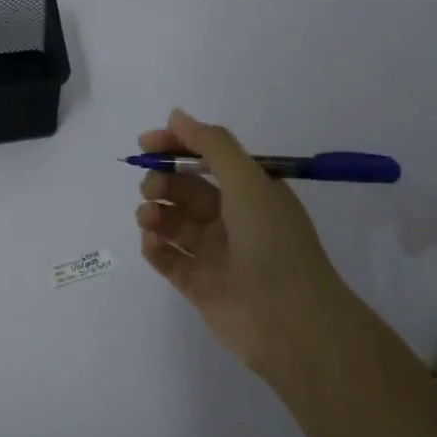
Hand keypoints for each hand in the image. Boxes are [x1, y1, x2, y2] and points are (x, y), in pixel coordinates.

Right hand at [135, 109, 362, 392]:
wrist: (290, 321)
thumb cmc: (272, 242)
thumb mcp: (248, 181)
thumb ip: (212, 145)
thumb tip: (176, 116)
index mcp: (251, 192)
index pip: (208, 159)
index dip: (177, 147)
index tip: (146, 143)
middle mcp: (233, 220)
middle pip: (186, 191)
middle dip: (163, 182)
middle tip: (151, 188)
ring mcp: (214, 254)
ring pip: (173, 224)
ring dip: (154, 213)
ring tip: (148, 217)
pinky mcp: (197, 285)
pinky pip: (168, 259)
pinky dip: (155, 247)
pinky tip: (151, 242)